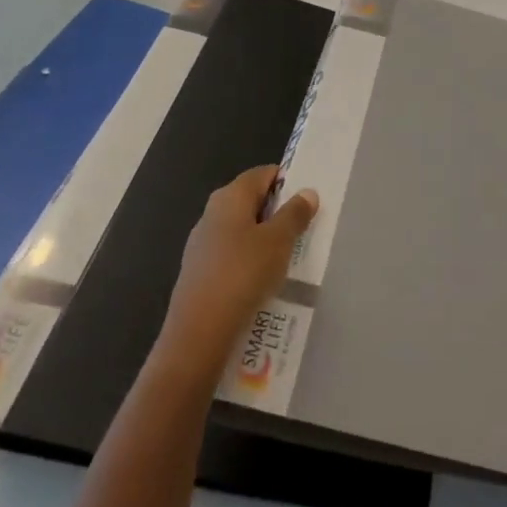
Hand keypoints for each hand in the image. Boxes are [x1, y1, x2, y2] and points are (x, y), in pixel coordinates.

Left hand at [158, 166, 317, 377]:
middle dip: (277, 212)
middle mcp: (212, 213)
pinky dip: (249, 262)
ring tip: (287, 259)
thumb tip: (306, 192)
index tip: (307, 201)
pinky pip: (232, 256)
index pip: (263, 173)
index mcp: (230, 196)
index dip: (287, 182)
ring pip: (242, 230)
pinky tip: (262, 282)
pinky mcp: (199, 272)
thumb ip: (295, 214)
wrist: (198, 333)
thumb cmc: (243, 274)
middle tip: (303, 230)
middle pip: (251, 201)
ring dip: (264, 239)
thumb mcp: (279, 241)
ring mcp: (202, 243)